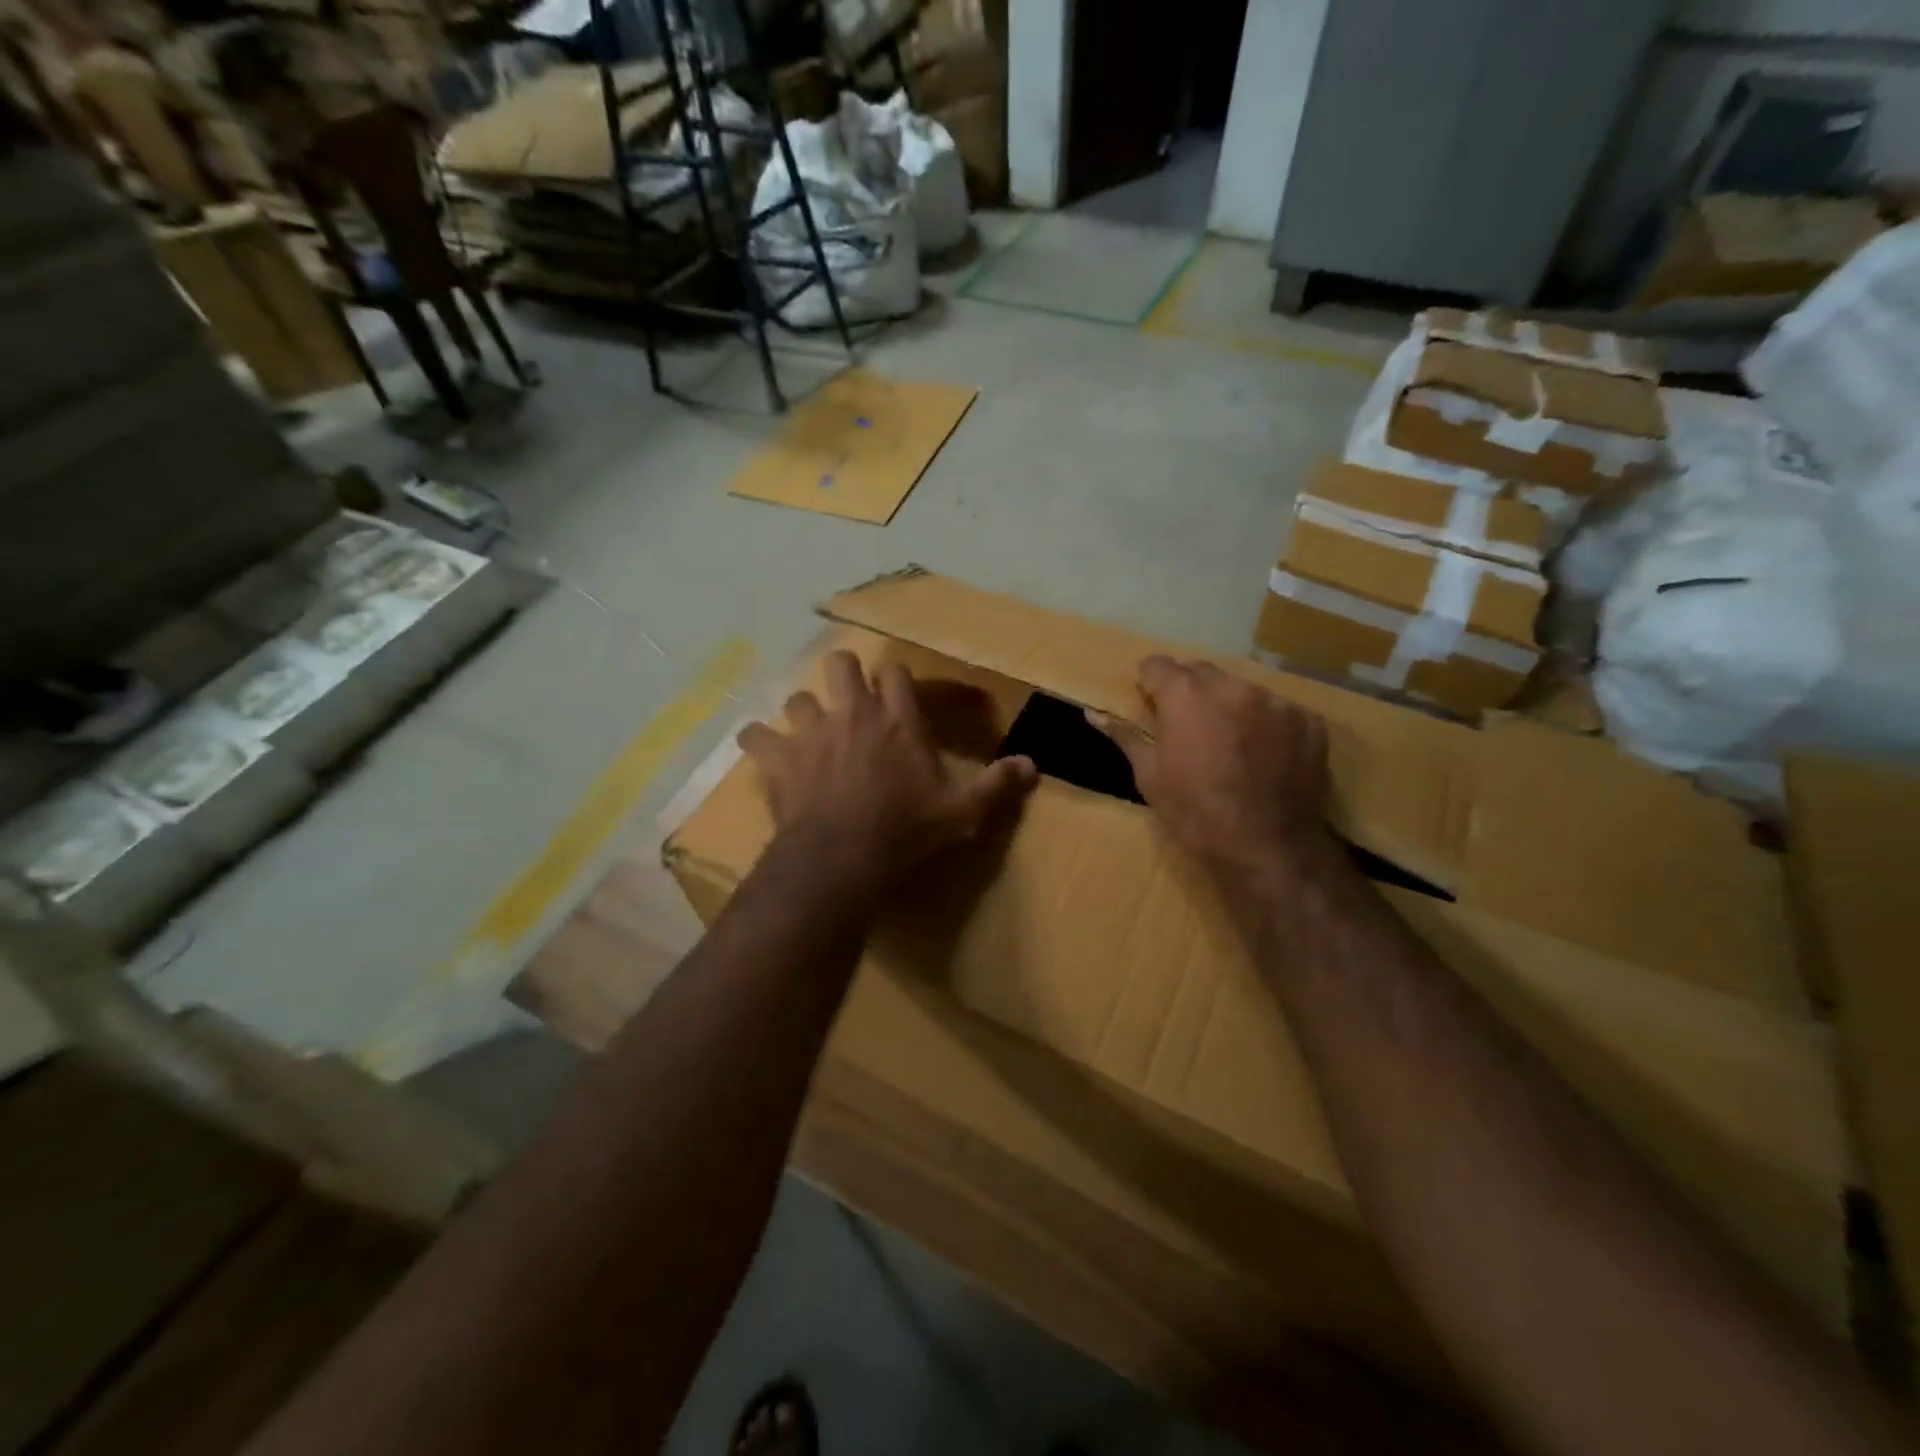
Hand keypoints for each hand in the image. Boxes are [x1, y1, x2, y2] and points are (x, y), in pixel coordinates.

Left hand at [738, 651, 1036, 896]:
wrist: (842, 858)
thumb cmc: (905, 831)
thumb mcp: (960, 813)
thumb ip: (996, 786)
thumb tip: (1033, 766)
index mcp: (898, 720)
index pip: (897, 673)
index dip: (895, 680)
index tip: (897, 695)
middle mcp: (853, 713)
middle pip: (841, 664)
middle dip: (844, 677)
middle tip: (850, 702)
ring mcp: (811, 732)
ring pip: (798, 697)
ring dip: (804, 712)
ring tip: (810, 733)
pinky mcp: (778, 758)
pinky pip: (755, 735)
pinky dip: (759, 742)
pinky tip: (764, 752)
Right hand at [1090, 656, 1332, 878]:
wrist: (1267, 847)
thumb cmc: (1195, 813)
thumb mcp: (1149, 776)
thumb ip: (1125, 735)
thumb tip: (1092, 712)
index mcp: (1185, 695)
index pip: (1157, 665)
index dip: (1149, 684)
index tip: (1150, 705)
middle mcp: (1231, 686)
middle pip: (1201, 673)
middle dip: (1190, 692)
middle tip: (1189, 729)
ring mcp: (1274, 701)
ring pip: (1242, 689)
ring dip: (1230, 706)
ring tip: (1230, 744)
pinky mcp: (1308, 721)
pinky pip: (1278, 710)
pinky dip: (1266, 725)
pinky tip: (1264, 756)